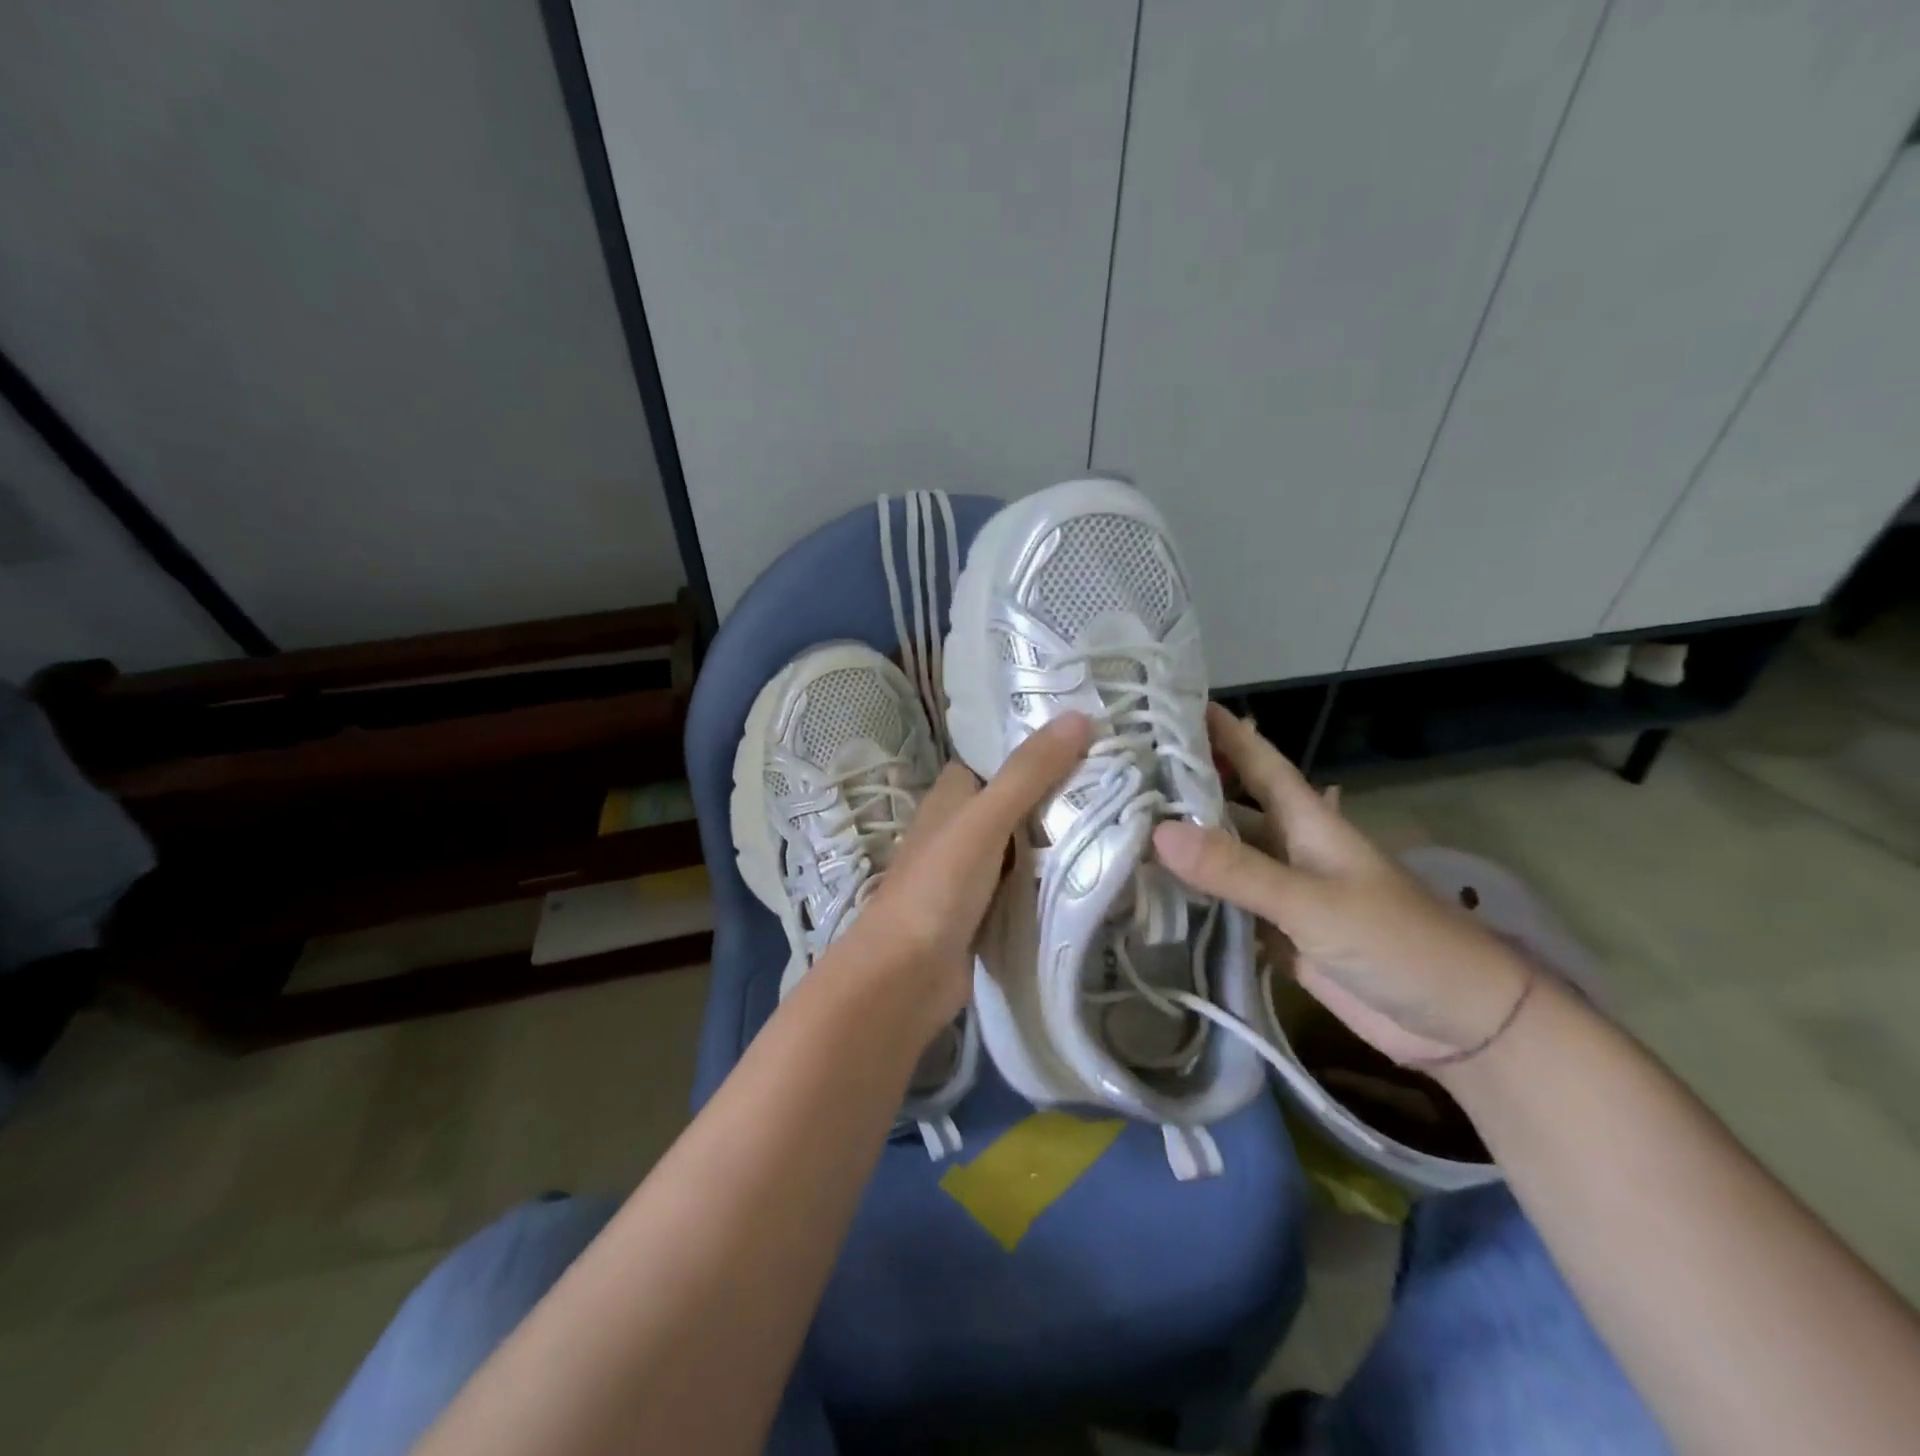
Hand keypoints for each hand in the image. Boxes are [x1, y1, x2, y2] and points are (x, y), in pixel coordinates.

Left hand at [833, 713, 1092, 1040]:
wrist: (905, 977)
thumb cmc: (938, 887)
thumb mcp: (984, 820)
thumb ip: (1028, 773)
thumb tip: (1079, 716)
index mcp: (953, 795)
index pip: (1000, 756)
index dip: (1039, 744)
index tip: (1094, 736)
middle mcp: (963, 826)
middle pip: (1019, 798)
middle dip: (1062, 791)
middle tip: (1123, 780)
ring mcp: (975, 869)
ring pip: (1027, 841)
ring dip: (1062, 835)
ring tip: (1124, 817)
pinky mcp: (989, 907)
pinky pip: (1028, 880)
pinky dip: (1054, 874)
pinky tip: (1097, 869)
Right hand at [1153, 703, 1528, 1065]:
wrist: (1458, 1024)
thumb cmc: (1399, 943)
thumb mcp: (1315, 902)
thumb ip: (1238, 869)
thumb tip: (1158, 832)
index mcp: (1305, 819)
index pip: (1255, 758)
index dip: (1219, 728)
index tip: (1167, 703)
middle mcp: (1287, 846)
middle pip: (1227, 804)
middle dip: (1182, 785)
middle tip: (1120, 771)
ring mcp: (1281, 892)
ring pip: (1221, 855)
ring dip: (1180, 843)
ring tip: (1119, 826)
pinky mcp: (1276, 934)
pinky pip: (1223, 905)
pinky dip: (1190, 896)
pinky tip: (1149, 891)